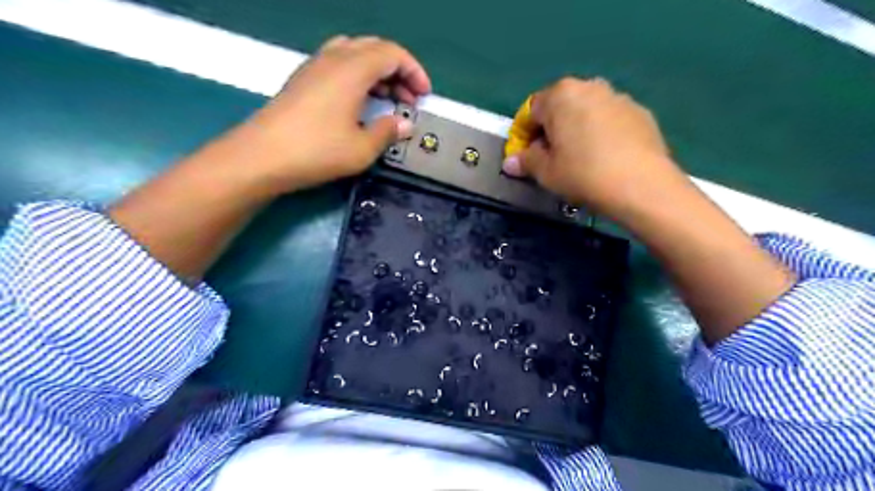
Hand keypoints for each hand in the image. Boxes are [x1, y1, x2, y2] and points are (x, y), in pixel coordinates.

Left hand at [244, 34, 429, 193]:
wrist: (262, 156)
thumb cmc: (318, 151)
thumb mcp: (362, 148)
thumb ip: (388, 132)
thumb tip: (404, 124)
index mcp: (353, 69)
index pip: (392, 54)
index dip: (414, 71)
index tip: (424, 95)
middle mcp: (333, 58)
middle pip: (374, 49)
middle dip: (398, 70)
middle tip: (408, 98)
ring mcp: (314, 67)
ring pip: (354, 53)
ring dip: (377, 72)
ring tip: (386, 98)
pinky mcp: (302, 80)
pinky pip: (337, 64)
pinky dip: (357, 76)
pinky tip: (358, 102)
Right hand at [504, 78, 686, 221]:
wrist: (641, 185)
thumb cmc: (583, 174)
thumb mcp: (546, 172)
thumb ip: (525, 162)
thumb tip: (510, 162)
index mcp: (561, 95)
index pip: (531, 110)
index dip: (524, 134)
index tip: (526, 156)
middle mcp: (590, 87)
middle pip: (560, 107)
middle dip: (551, 130)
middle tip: (552, 158)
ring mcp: (618, 97)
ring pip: (587, 111)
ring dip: (577, 130)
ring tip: (581, 159)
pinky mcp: (641, 112)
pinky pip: (610, 119)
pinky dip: (602, 133)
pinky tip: (606, 158)